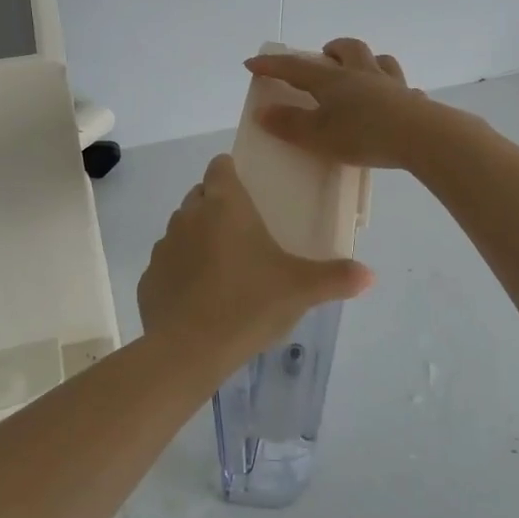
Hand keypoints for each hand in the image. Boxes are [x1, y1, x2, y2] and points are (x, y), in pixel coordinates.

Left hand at [139, 153, 372, 360]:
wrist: (189, 351)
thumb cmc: (249, 305)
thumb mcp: (301, 290)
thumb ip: (336, 278)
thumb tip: (370, 275)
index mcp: (224, 205)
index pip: (220, 166)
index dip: (231, 173)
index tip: (249, 191)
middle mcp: (189, 216)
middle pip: (200, 196)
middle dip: (217, 206)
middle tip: (245, 234)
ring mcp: (163, 247)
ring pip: (181, 229)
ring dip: (198, 238)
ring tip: (224, 268)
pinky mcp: (148, 278)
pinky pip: (167, 264)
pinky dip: (180, 271)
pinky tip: (199, 298)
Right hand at [244, 38, 451, 170]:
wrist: (421, 137)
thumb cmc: (363, 135)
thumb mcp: (318, 136)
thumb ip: (290, 124)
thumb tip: (262, 111)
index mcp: (334, 81)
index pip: (296, 68)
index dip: (273, 65)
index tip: (252, 63)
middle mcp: (363, 74)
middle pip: (348, 48)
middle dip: (332, 49)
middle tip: (323, 56)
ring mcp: (391, 85)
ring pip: (380, 60)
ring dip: (366, 61)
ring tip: (359, 73)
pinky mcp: (413, 101)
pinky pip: (404, 89)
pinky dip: (395, 91)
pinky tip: (394, 102)